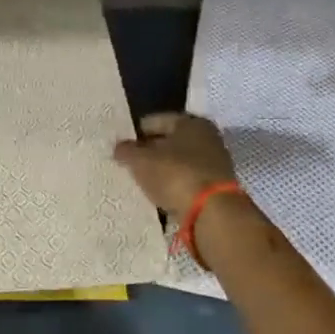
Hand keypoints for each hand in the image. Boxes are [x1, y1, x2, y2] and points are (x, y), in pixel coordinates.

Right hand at [113, 113, 237, 217]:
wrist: (212, 213)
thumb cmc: (175, 175)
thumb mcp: (141, 161)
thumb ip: (126, 151)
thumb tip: (119, 147)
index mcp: (190, 122)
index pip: (155, 121)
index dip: (135, 133)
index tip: (120, 147)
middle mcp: (207, 138)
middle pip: (169, 141)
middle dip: (149, 152)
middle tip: (128, 164)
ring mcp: (214, 164)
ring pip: (178, 163)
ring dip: (161, 171)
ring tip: (140, 182)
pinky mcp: (215, 188)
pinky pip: (186, 182)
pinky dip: (173, 186)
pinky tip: (158, 195)